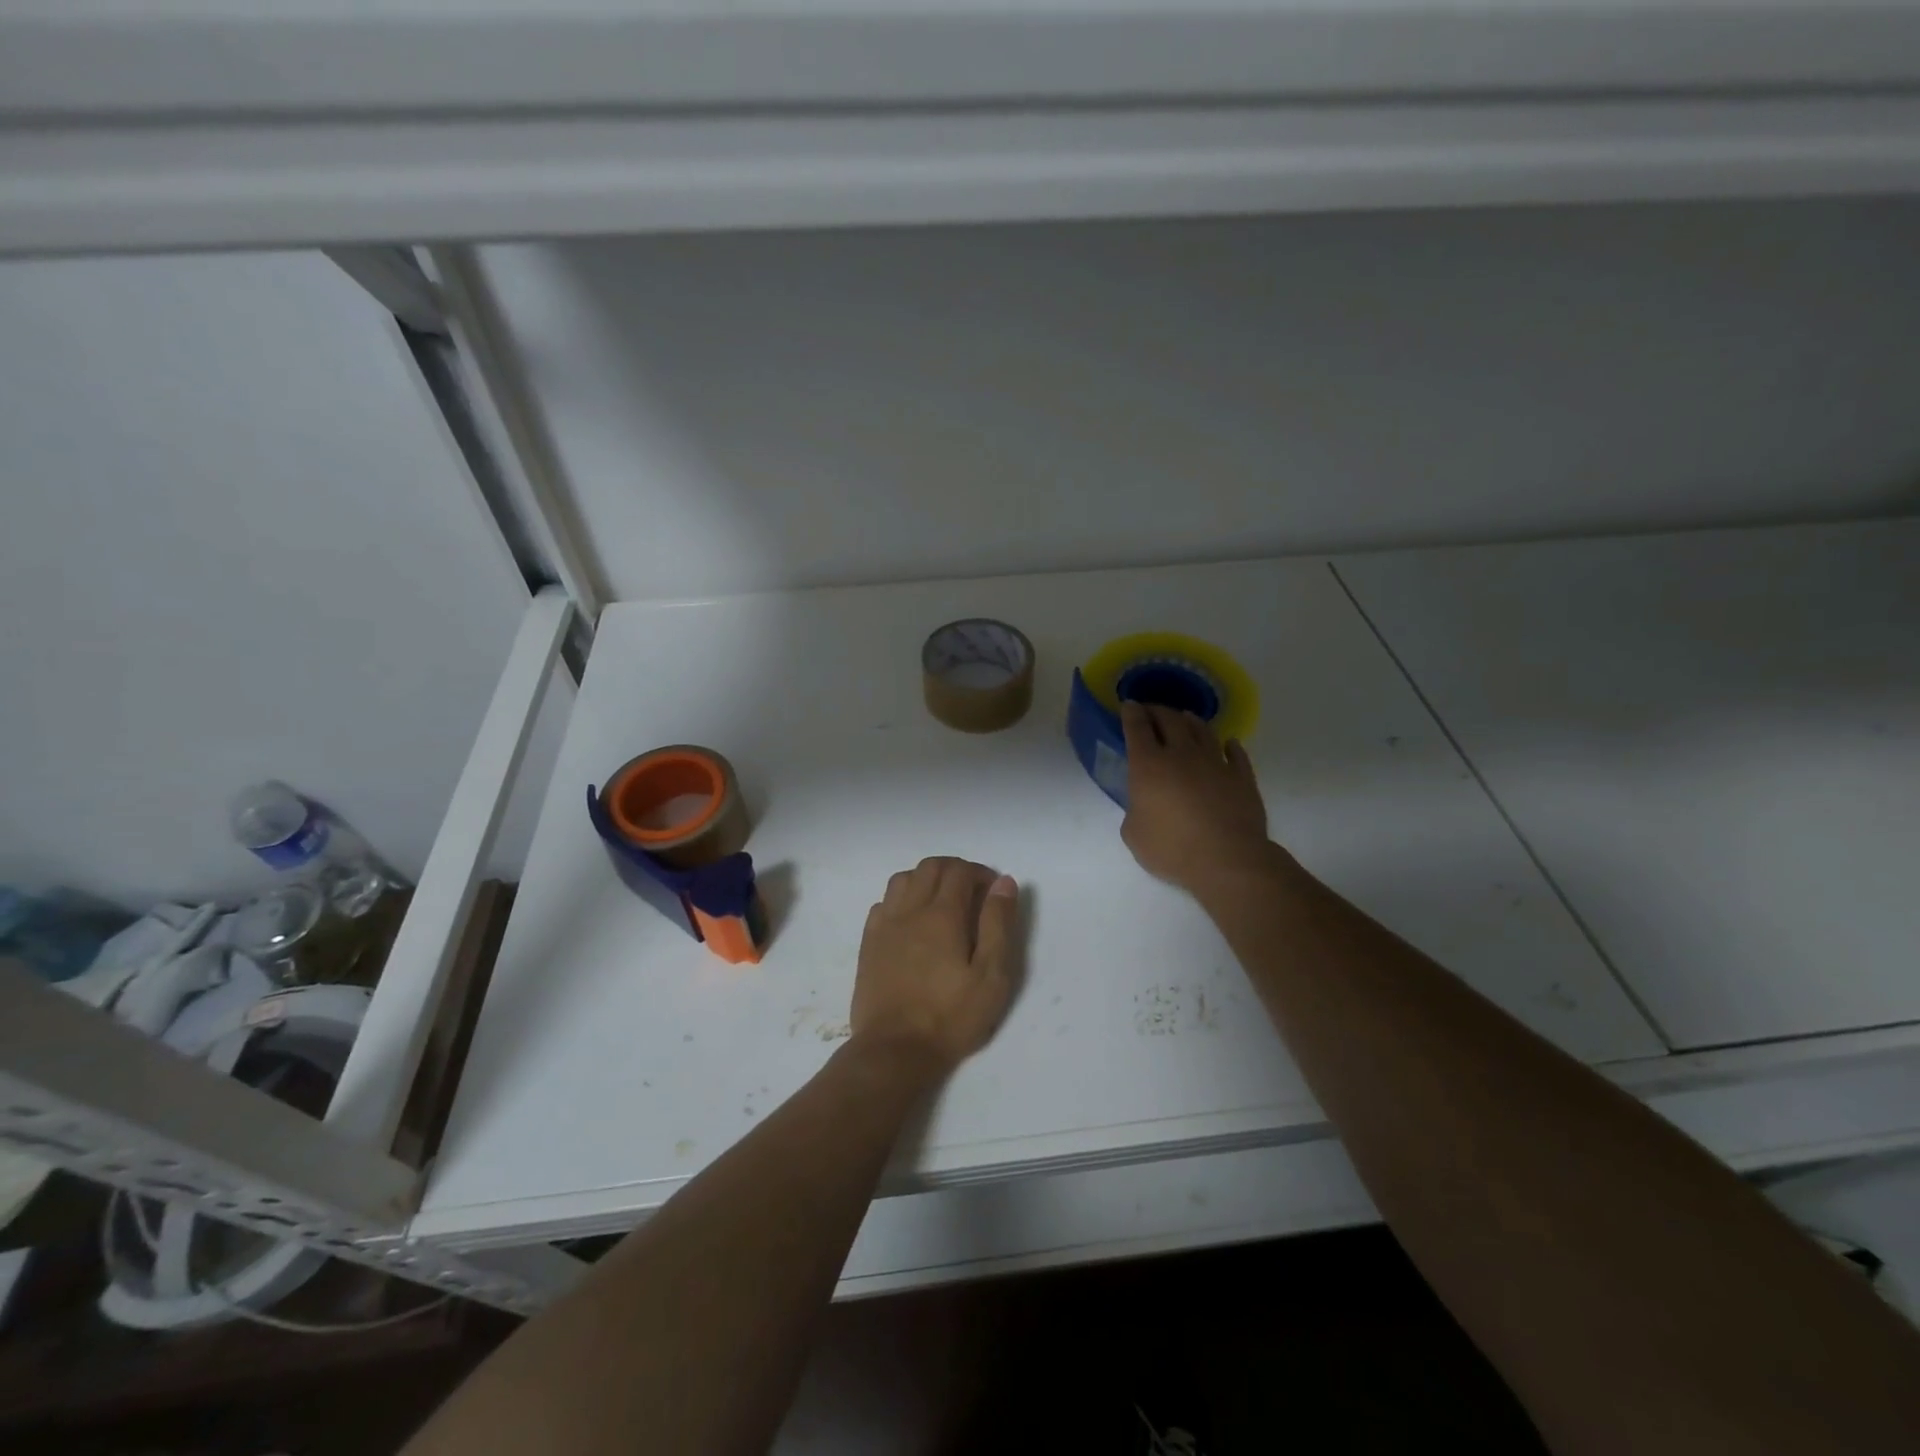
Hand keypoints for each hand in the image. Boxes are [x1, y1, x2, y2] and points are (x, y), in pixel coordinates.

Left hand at [851, 857, 1018, 1074]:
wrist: (894, 1049)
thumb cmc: (950, 1016)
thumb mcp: (991, 976)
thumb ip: (998, 924)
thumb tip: (1003, 883)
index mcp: (942, 915)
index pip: (960, 871)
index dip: (980, 873)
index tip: (993, 892)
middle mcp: (910, 910)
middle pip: (930, 867)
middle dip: (955, 870)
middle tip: (972, 892)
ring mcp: (885, 925)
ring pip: (903, 879)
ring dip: (925, 879)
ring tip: (942, 902)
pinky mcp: (869, 943)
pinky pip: (883, 903)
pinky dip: (901, 899)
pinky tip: (911, 921)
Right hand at [1120, 701, 1271, 896]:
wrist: (1228, 859)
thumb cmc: (1172, 848)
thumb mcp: (1134, 835)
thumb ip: (1135, 811)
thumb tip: (1143, 804)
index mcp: (1148, 765)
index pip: (1137, 728)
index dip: (1131, 713)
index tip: (1129, 705)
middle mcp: (1181, 754)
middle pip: (1169, 720)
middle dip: (1157, 710)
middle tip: (1151, 711)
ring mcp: (1215, 762)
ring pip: (1202, 730)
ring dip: (1190, 721)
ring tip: (1184, 718)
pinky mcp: (1242, 776)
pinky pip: (1235, 753)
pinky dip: (1229, 745)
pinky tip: (1228, 743)